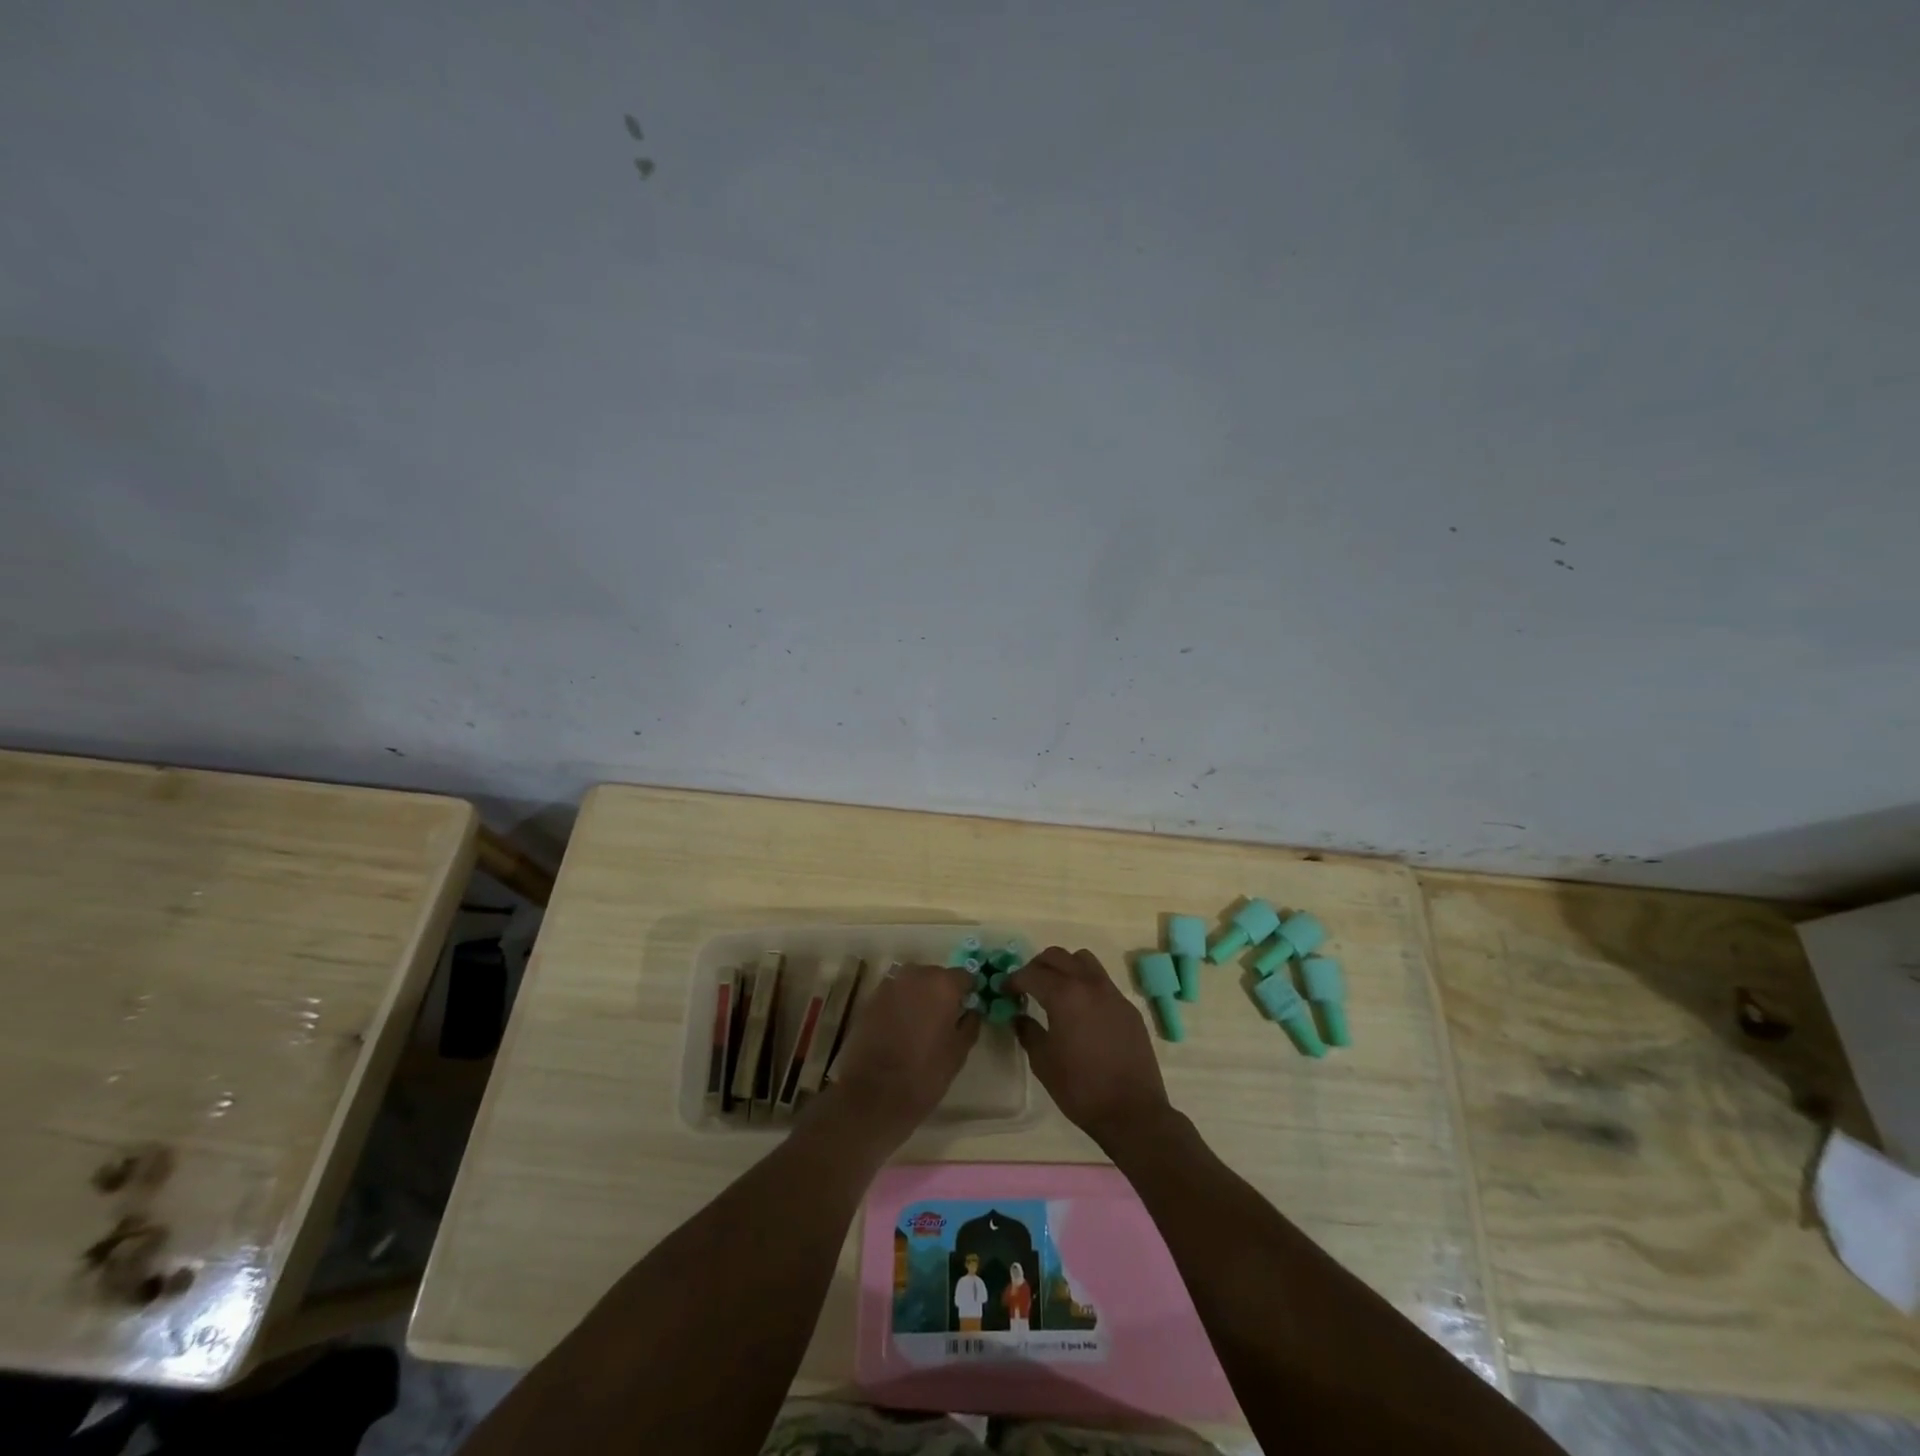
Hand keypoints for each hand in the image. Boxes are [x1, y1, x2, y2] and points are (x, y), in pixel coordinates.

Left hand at [818, 963, 977, 1146]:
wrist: (871, 1094)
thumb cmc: (924, 1073)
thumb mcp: (958, 1053)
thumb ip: (970, 1024)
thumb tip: (971, 1010)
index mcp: (942, 984)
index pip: (964, 976)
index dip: (968, 992)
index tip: (968, 1009)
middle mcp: (915, 975)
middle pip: (936, 976)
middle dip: (942, 993)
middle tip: (944, 1020)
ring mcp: (889, 985)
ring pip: (913, 984)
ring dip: (920, 998)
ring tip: (921, 1026)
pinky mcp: (870, 999)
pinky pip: (895, 995)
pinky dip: (901, 1005)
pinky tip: (900, 1030)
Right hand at [1008, 947, 1172, 1147]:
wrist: (1132, 1111)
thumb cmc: (1080, 1088)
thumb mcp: (1043, 1062)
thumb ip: (1028, 1032)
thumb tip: (1019, 1017)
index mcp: (1064, 995)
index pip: (1031, 974)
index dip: (1013, 980)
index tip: (1005, 991)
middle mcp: (1089, 984)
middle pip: (1057, 956)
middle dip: (1037, 966)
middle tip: (1026, 986)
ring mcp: (1112, 993)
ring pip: (1083, 960)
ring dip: (1064, 967)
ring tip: (1055, 989)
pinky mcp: (1128, 1007)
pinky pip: (1102, 981)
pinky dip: (1085, 984)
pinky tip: (1081, 1010)